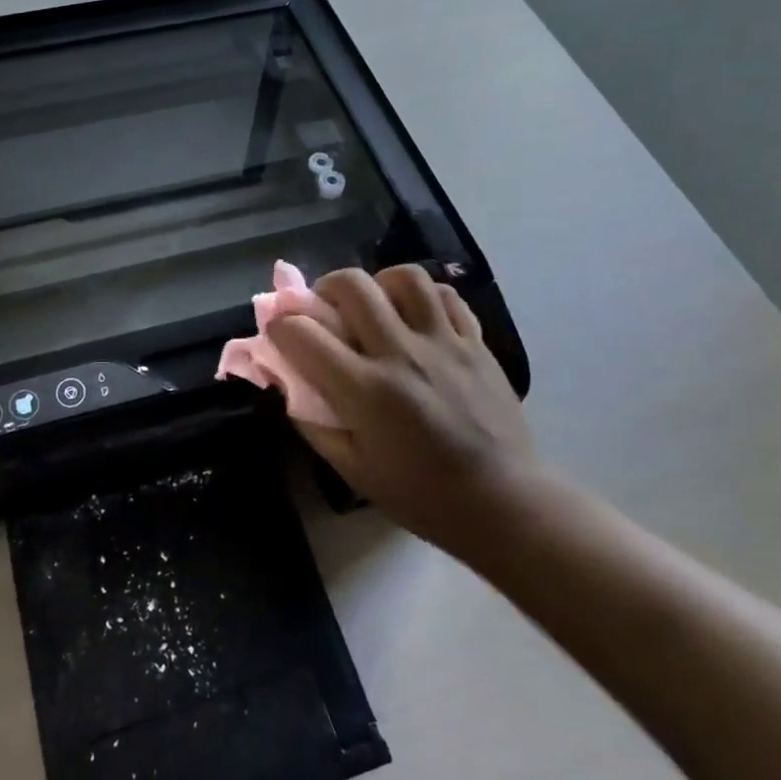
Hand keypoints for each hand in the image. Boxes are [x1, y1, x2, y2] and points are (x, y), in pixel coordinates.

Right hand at [268, 266, 548, 565]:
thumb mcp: (353, 470)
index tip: (278, 332)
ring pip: (404, 278)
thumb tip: (288, 383)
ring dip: (378, 283)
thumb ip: (313, 423)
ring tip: (375, 304)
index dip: (280, 326)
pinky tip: (416, 315)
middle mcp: (402, 354)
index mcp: (366, 391)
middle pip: (352, 286)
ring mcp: (444, 342)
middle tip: (324, 309)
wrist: (502, 501)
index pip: (304, 335)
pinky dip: (423, 296)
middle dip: (324, 288)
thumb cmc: (421, 495)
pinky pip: (446, 295)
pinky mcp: (476, 342)